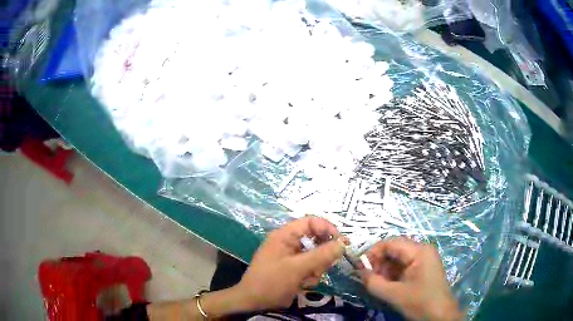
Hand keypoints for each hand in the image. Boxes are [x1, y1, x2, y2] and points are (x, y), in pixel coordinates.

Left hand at [235, 216, 343, 310]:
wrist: (253, 302)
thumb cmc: (272, 282)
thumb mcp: (297, 268)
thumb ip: (321, 255)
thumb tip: (343, 243)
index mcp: (285, 235)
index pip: (311, 222)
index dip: (327, 229)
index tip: (341, 242)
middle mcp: (288, 243)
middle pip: (316, 240)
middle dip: (322, 255)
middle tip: (323, 267)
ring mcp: (291, 257)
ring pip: (315, 256)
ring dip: (316, 268)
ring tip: (308, 279)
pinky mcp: (293, 269)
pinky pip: (310, 267)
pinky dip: (311, 276)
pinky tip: (304, 284)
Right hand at [360, 238, 461, 320]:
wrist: (440, 316)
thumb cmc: (420, 302)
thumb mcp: (394, 294)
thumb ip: (374, 283)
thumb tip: (359, 272)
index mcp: (419, 251)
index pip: (391, 243)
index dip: (373, 252)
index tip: (360, 266)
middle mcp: (422, 251)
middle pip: (395, 250)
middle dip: (378, 262)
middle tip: (367, 277)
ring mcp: (424, 260)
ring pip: (398, 259)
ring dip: (384, 270)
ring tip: (376, 283)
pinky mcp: (423, 270)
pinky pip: (404, 267)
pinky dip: (392, 275)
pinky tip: (387, 285)